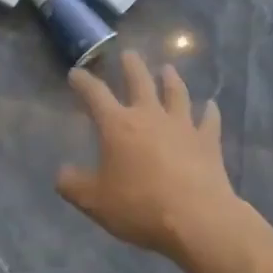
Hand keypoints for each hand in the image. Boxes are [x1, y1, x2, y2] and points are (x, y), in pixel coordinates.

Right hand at [59, 50, 236, 260]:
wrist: (197, 219)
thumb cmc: (140, 207)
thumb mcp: (95, 202)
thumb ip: (74, 185)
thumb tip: (61, 173)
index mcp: (118, 125)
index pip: (95, 94)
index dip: (84, 82)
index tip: (76, 73)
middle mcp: (150, 116)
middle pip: (140, 81)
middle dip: (132, 66)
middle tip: (129, 54)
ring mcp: (182, 126)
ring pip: (176, 93)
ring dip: (171, 79)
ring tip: (167, 68)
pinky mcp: (208, 142)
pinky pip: (209, 121)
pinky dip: (209, 111)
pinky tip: (211, 105)